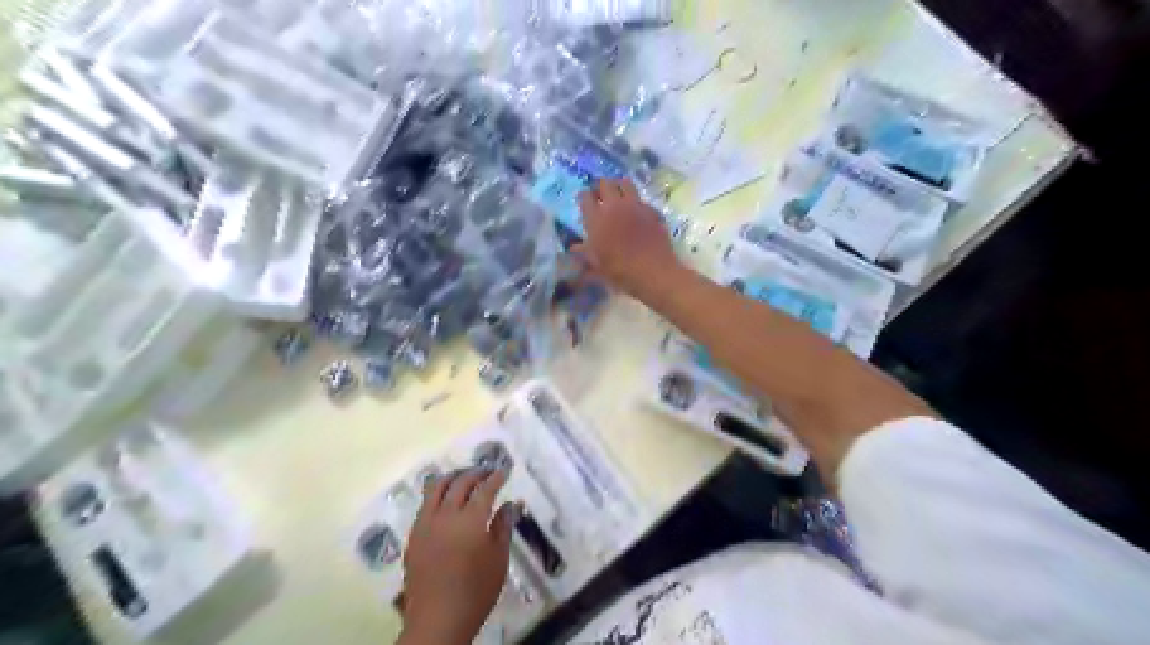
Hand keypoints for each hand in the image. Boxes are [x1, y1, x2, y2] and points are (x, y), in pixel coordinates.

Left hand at [402, 469, 516, 644]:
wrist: (437, 621)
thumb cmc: (476, 592)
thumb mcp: (499, 560)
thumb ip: (503, 528)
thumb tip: (508, 505)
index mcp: (470, 520)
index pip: (485, 489)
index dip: (496, 477)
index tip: (505, 469)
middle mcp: (445, 515)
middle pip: (459, 483)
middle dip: (475, 473)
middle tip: (487, 471)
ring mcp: (425, 524)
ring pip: (436, 488)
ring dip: (452, 478)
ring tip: (463, 478)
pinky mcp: (413, 536)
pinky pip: (425, 505)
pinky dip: (437, 494)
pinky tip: (445, 501)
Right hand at [575, 177, 681, 295]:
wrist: (654, 272)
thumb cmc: (620, 271)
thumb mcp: (596, 266)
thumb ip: (583, 254)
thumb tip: (574, 248)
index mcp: (597, 218)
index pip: (585, 197)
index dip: (583, 197)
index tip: (583, 201)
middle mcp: (615, 206)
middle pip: (605, 183)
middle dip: (600, 187)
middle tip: (599, 195)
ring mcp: (635, 205)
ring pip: (625, 183)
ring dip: (618, 186)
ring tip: (617, 197)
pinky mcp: (652, 210)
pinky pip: (641, 199)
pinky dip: (636, 201)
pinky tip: (636, 212)